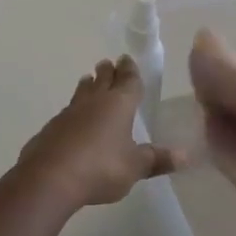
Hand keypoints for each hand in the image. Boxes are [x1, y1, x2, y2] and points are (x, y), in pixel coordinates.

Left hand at [16, 57, 186, 210]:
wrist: (50, 177)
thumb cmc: (101, 167)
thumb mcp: (135, 167)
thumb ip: (157, 159)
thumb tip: (186, 155)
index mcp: (119, 103)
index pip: (128, 80)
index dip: (130, 70)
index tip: (127, 59)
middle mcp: (94, 101)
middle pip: (103, 79)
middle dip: (108, 71)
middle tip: (109, 63)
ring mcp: (70, 112)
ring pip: (82, 91)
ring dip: (88, 85)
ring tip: (89, 79)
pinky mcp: (52, 127)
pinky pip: (67, 111)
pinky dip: (74, 109)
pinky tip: (72, 117)